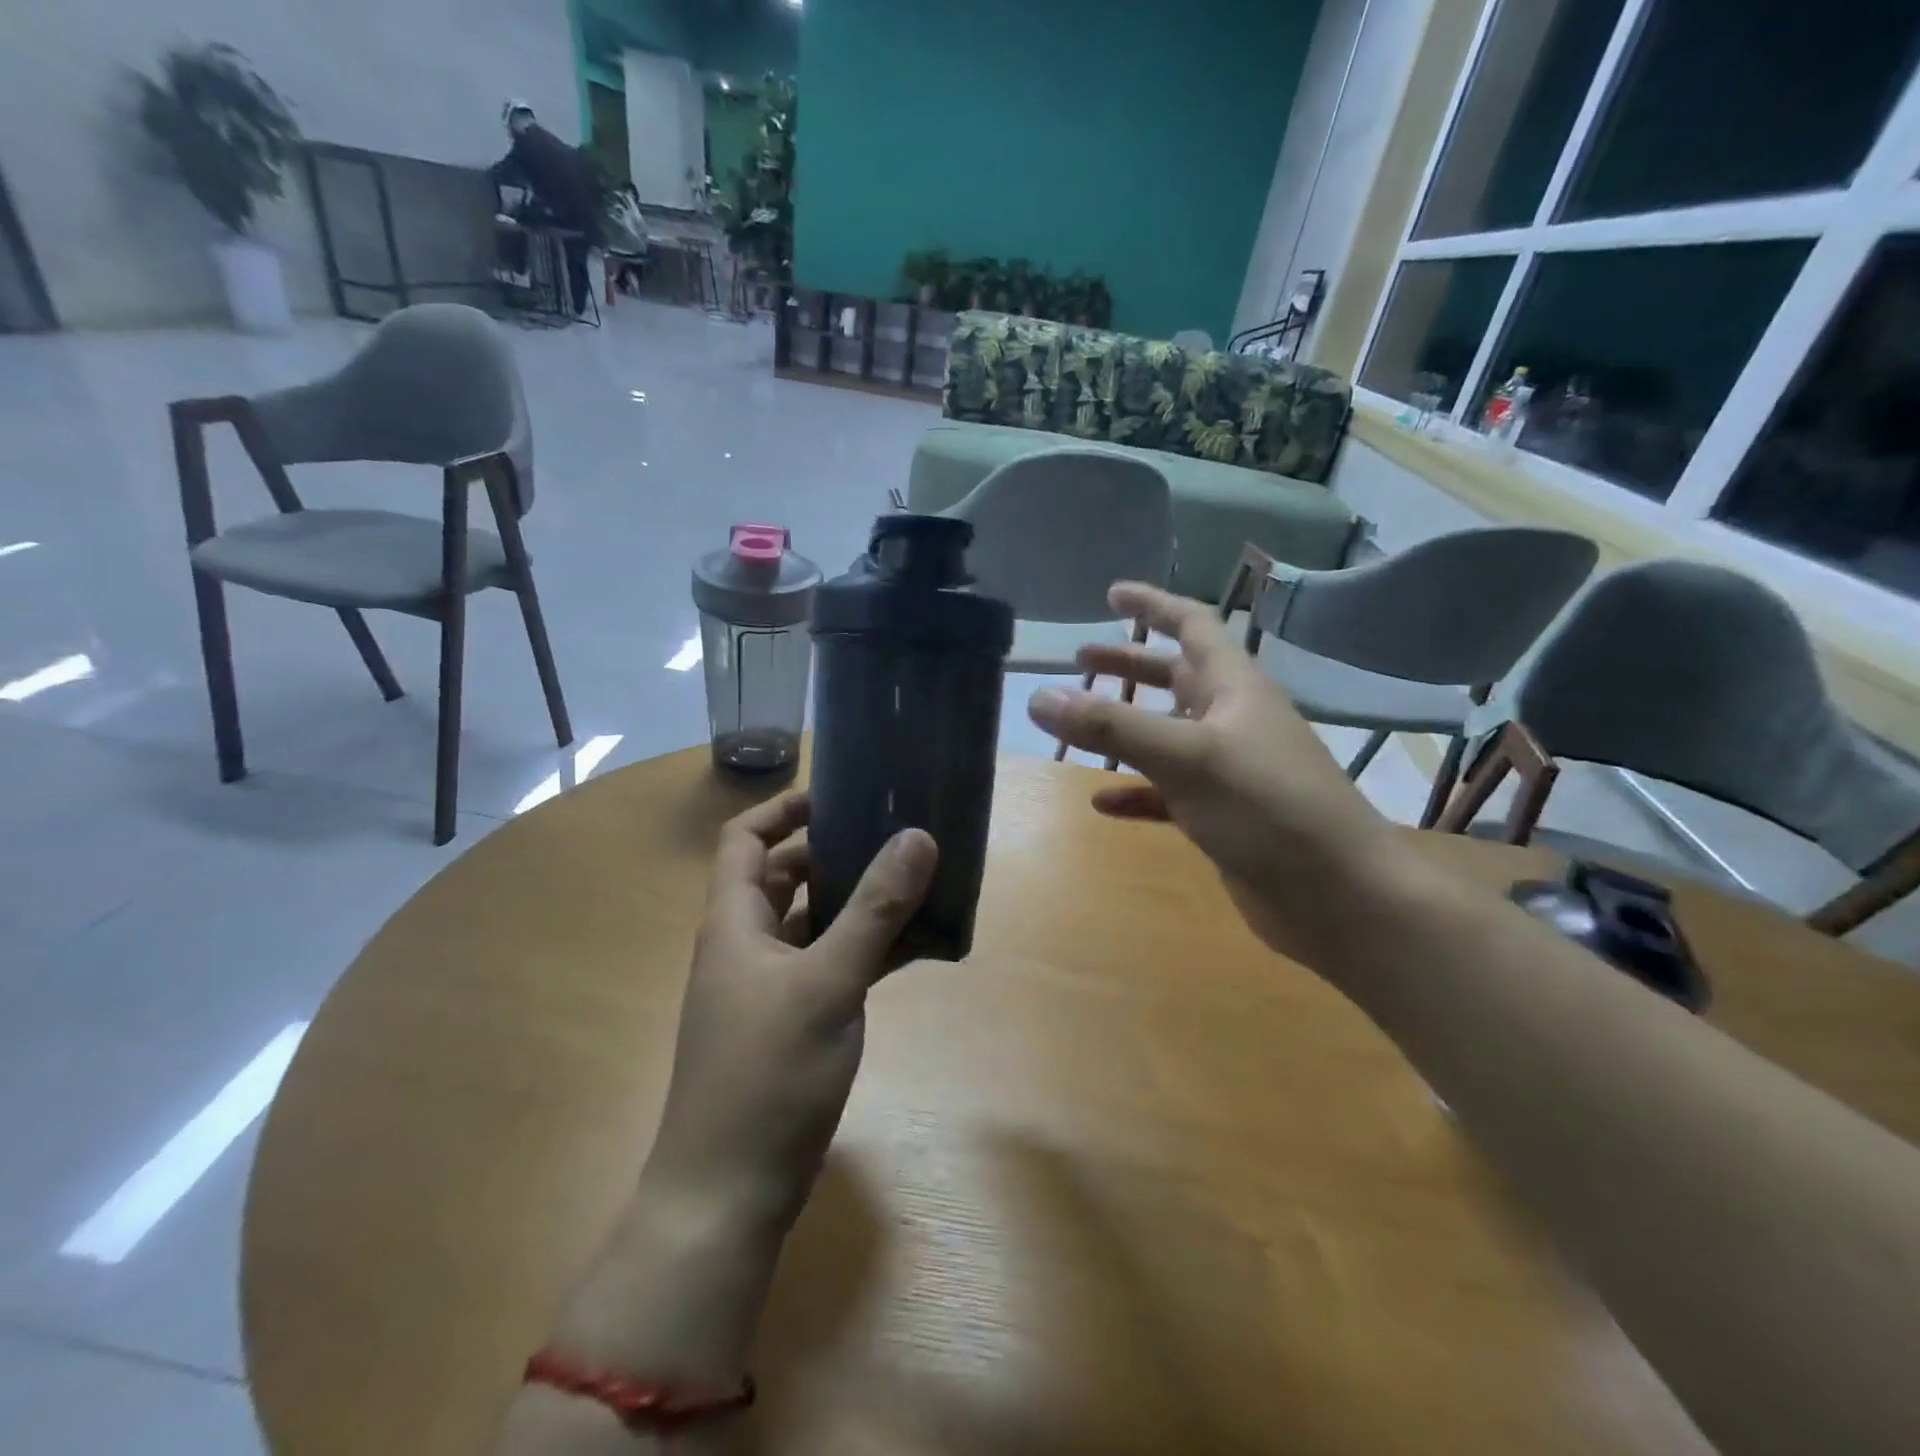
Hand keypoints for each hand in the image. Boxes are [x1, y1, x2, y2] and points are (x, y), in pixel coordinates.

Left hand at [643, 791, 937, 1231]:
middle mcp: (747, 945)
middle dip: (835, 851)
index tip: (840, 794)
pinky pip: (833, 964)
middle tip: (893, 833)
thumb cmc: (766, 1077)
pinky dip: (867, 948)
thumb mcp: (826, 984)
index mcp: (734, 923)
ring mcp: (771, 987)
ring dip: (858, 901)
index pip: (746, 840)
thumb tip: (918, 836)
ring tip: (916, 879)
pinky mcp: (794, 1022)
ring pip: (815, 922)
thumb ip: (874, 911)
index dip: (785, 809)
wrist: (728, 1196)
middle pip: (785, 876)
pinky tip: (916, 945)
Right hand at [1028, 582, 1402, 956]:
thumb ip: (1111, 726)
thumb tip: (1038, 696)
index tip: (1112, 593)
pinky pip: (1166, 792)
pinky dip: (1134, 790)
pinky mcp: (1221, 815)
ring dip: (1125, 725)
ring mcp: (1228, 770)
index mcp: (1234, 687)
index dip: (1153, 605)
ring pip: (1167, 734)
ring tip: (1078, 720)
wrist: (1337, 896)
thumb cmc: (1268, 809)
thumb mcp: (1186, 757)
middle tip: (1081, 659)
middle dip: (1130, 665)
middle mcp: (1232, 720)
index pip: (1192, 625)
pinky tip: (1102, 802)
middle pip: (1175, 676)